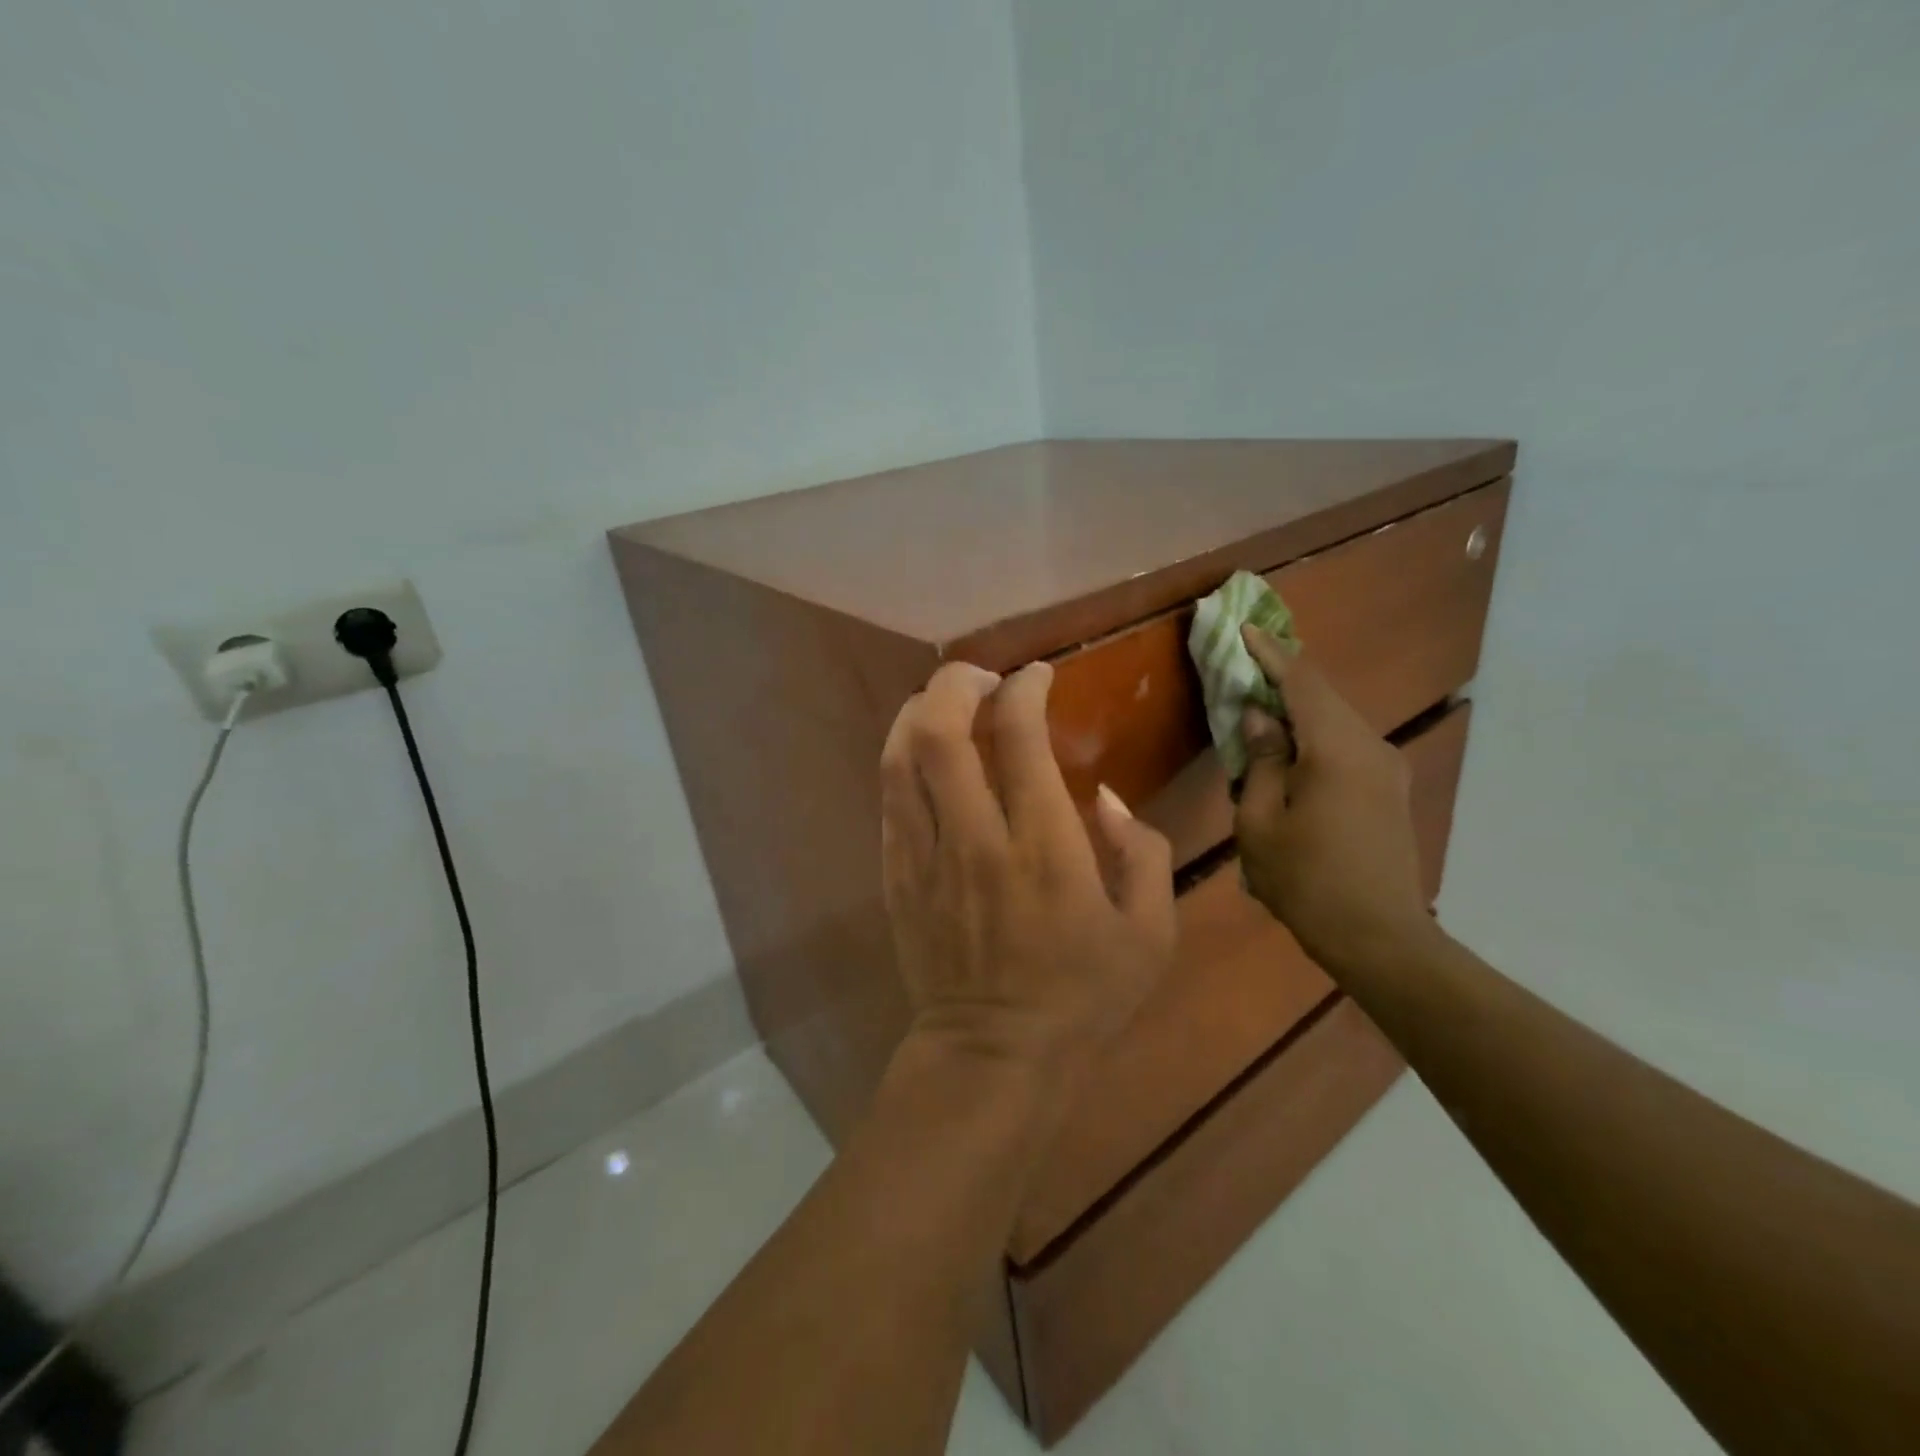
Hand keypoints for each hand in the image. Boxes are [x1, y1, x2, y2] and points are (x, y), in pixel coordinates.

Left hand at [880, 660, 1176, 1077]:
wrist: (993, 1055)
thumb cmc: (1082, 996)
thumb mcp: (1150, 933)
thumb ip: (1139, 851)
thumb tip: (1102, 797)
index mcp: (1044, 849)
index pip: (1020, 738)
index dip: (1025, 690)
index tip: (1037, 677)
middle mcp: (975, 839)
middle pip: (939, 732)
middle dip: (955, 683)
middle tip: (981, 678)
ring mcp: (924, 857)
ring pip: (900, 758)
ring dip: (918, 712)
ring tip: (945, 703)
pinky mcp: (896, 876)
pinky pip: (889, 799)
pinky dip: (904, 760)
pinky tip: (925, 757)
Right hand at [1234, 626, 1437, 971]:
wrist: (1380, 938)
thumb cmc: (1307, 882)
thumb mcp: (1261, 823)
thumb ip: (1261, 763)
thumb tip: (1259, 720)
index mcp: (1337, 749)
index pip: (1301, 682)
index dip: (1269, 653)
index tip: (1242, 628)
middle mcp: (1371, 746)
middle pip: (1322, 696)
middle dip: (1281, 677)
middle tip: (1243, 664)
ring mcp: (1386, 768)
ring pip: (1335, 720)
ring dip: (1296, 709)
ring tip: (1258, 706)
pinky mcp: (1388, 789)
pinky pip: (1345, 744)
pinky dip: (1313, 734)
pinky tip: (1288, 747)